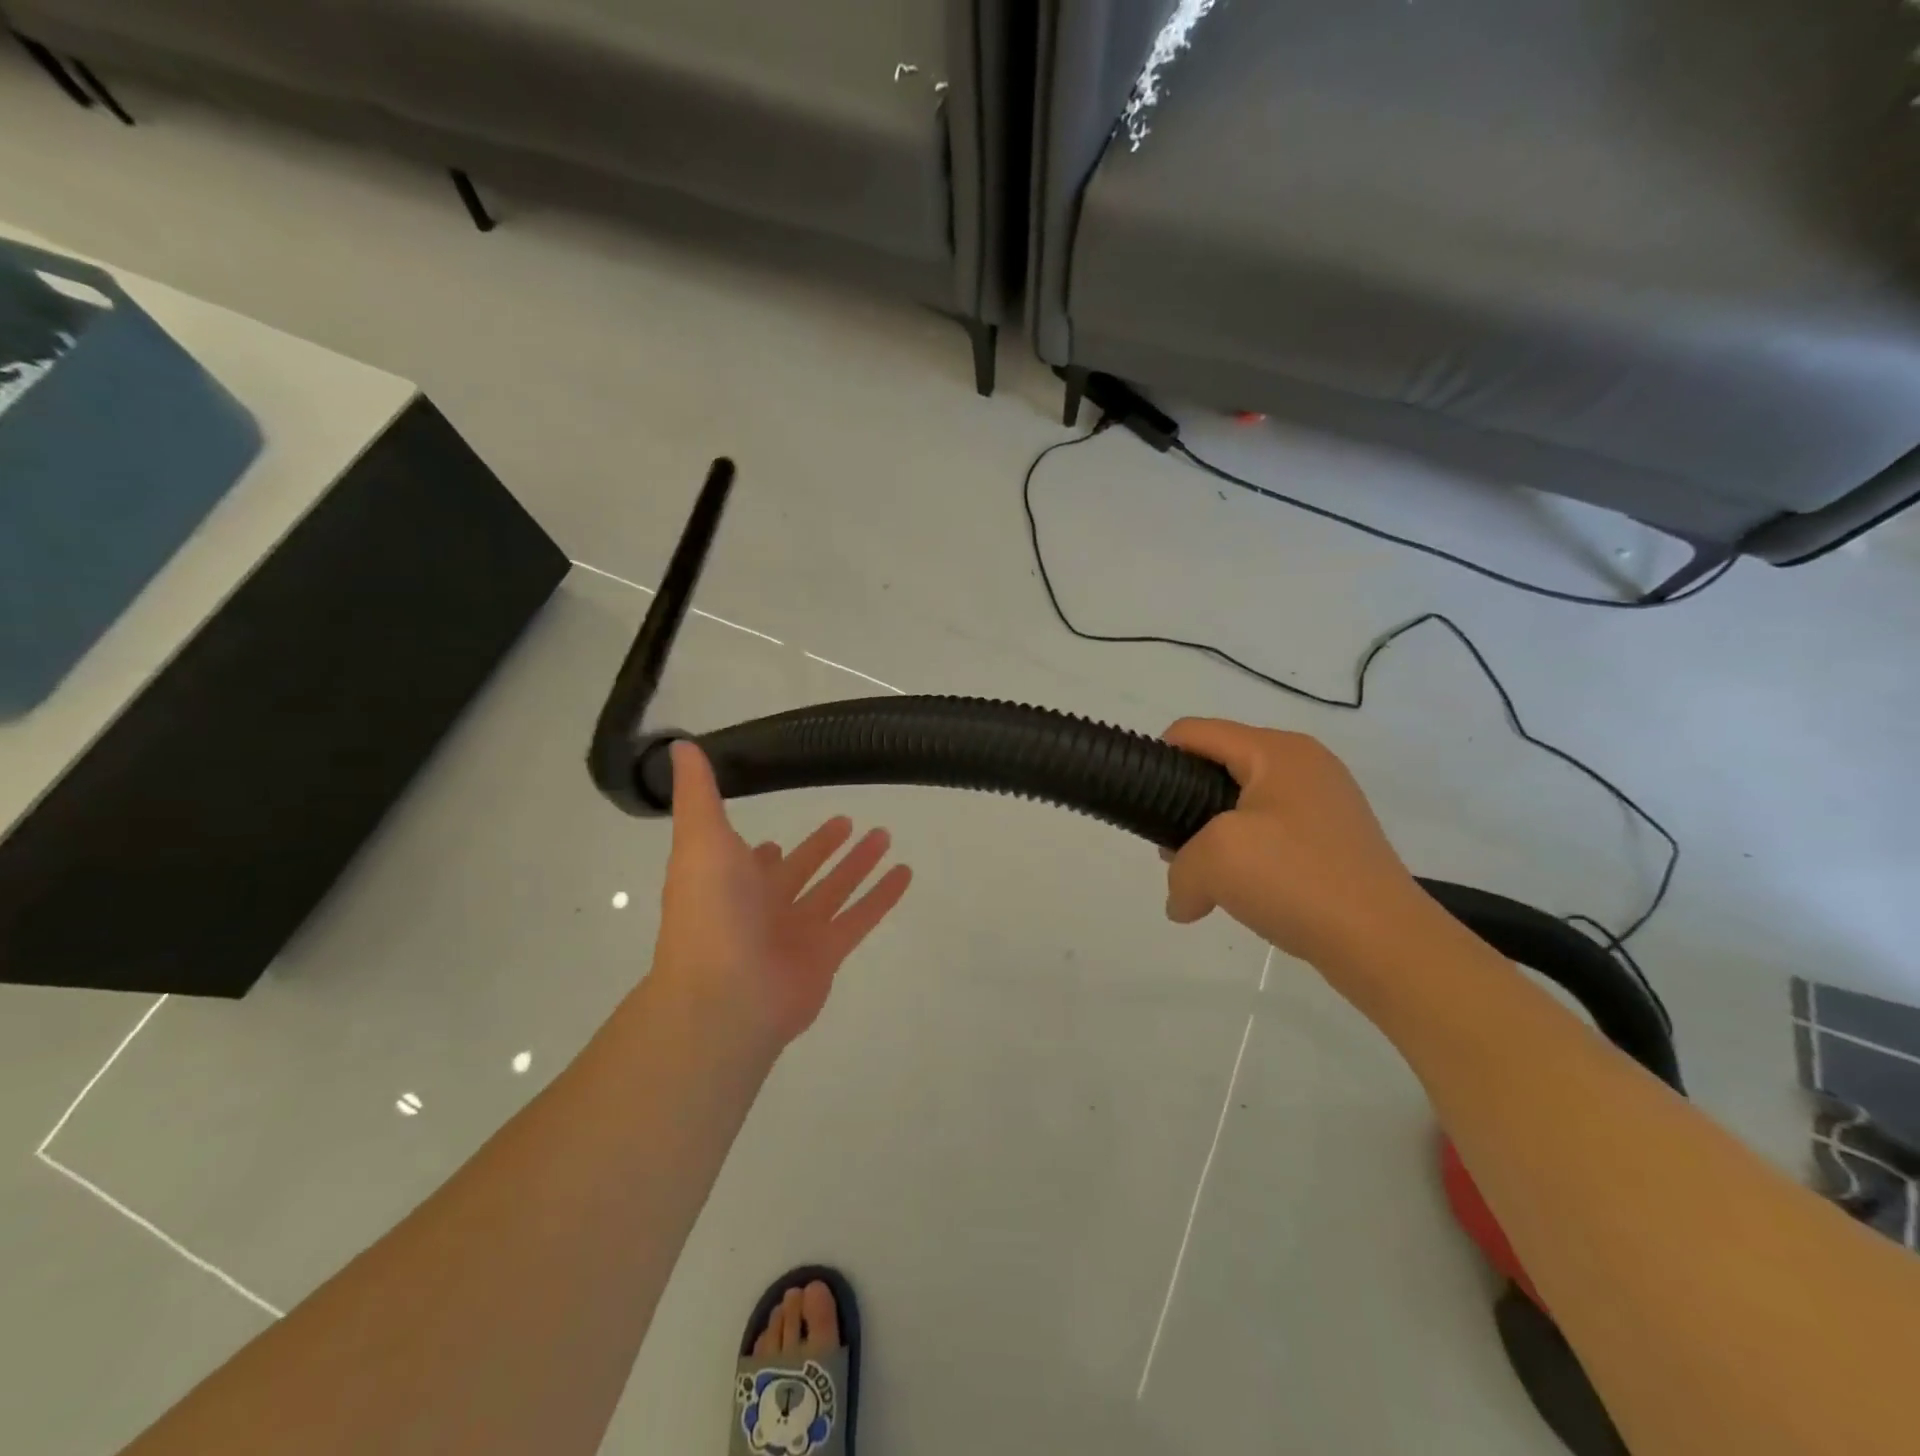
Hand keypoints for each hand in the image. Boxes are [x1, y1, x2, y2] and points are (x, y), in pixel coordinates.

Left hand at [649, 742, 912, 1051]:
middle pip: (801, 871)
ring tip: (885, 835)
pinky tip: (905, 873)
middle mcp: (763, 907)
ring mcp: (797, 932)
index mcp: (731, 882)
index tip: (783, 828)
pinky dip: (882, 896)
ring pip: (834, 890)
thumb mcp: (699, 839)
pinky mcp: (827, 953)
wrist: (725, 996)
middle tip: (848, 821)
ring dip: (857, 865)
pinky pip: (861, 917)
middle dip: (822, 847)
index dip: (766, 849)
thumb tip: (680, 745)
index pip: (752, 860)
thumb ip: (698, 794)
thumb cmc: (709, 913)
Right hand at [1161, 719, 1435, 970]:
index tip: (1142, 802)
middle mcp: (1303, 764)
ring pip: (1242, 804)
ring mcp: (1323, 803)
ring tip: (1204, 879)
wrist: (1386, 943)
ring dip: (1212, 837)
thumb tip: (1183, 901)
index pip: (1195, 732)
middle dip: (1185, 806)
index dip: (1158, 759)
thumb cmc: (1297, 880)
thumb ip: (1179, 869)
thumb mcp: (1215, 862)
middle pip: (1218, 767)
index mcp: (1276, 751)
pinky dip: (1245, 855)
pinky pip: (1270, 833)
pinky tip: (1241, 892)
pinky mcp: (1332, 839)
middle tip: (1173, 852)